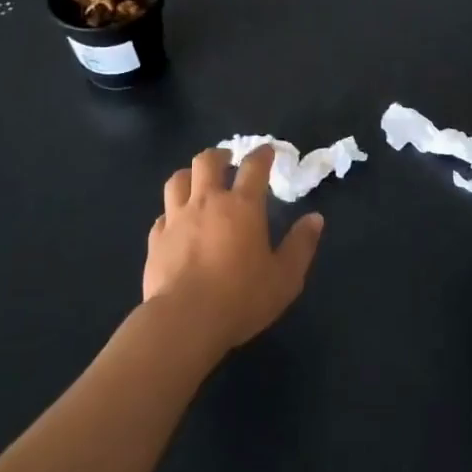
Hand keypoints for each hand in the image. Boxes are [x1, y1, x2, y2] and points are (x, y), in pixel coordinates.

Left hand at [143, 145, 322, 353]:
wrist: (185, 321)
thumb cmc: (241, 297)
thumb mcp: (285, 277)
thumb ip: (301, 245)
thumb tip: (315, 218)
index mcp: (242, 206)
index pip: (254, 166)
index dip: (262, 154)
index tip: (268, 151)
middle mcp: (207, 202)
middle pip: (208, 161)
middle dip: (220, 156)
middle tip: (228, 161)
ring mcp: (177, 219)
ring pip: (178, 180)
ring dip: (190, 175)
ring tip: (197, 182)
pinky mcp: (155, 240)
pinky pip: (162, 215)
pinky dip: (171, 213)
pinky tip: (175, 223)